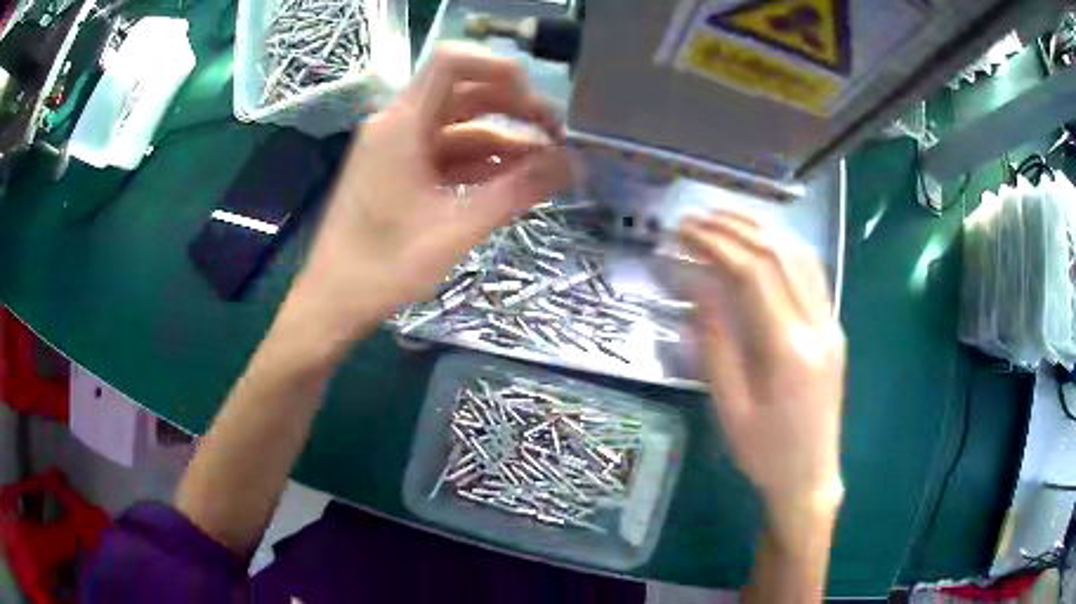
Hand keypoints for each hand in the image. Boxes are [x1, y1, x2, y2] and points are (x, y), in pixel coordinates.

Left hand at [290, 43, 571, 345]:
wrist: (334, 301)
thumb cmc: (385, 266)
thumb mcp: (458, 227)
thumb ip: (519, 190)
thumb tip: (574, 165)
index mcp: (403, 123)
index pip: (453, 62)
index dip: (500, 70)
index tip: (536, 105)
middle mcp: (398, 124)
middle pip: (464, 94)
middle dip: (515, 109)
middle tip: (558, 137)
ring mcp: (398, 148)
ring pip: (459, 127)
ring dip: (503, 140)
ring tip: (548, 164)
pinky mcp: (399, 171)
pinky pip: (447, 154)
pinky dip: (481, 162)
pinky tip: (514, 180)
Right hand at [679, 212, 845, 521]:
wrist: (810, 477)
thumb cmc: (764, 453)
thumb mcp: (730, 408)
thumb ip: (716, 344)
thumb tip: (698, 288)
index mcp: (789, 350)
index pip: (754, 273)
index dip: (716, 243)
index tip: (684, 231)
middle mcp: (818, 326)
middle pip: (778, 254)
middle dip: (735, 228)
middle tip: (696, 218)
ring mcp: (831, 324)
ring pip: (800, 256)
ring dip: (762, 230)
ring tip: (726, 219)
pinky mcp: (834, 329)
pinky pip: (813, 274)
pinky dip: (785, 248)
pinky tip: (764, 243)